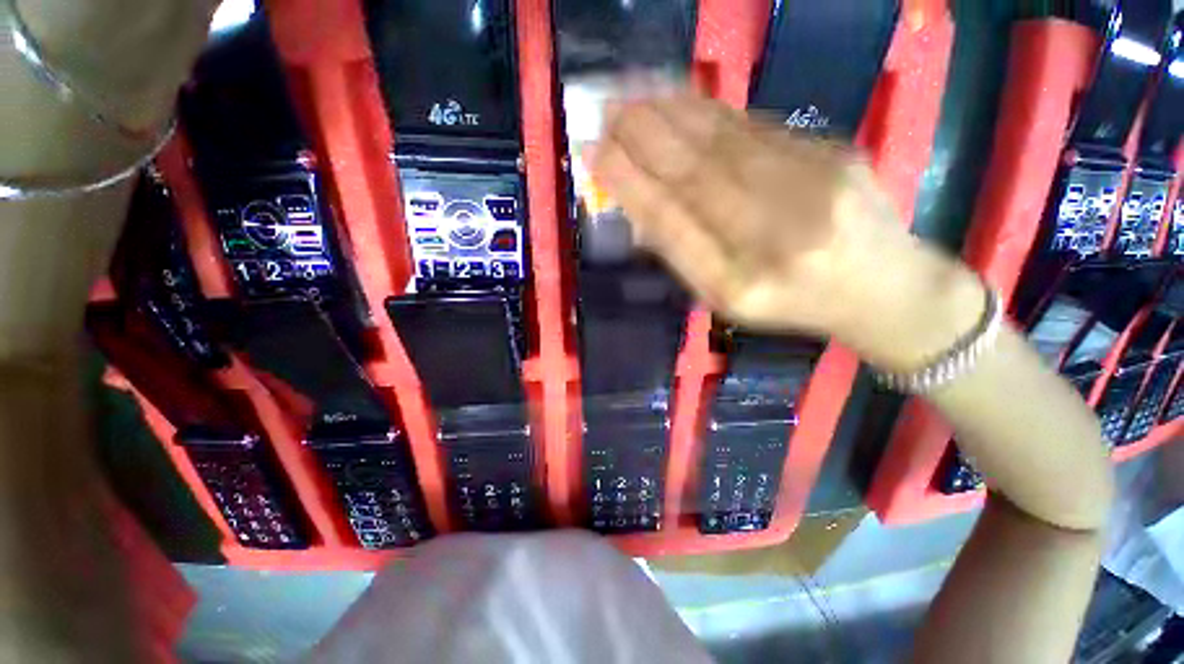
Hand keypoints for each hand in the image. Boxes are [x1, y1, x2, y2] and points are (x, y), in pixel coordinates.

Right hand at [588, 93, 985, 371]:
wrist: (882, 288)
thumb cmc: (792, 303)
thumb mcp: (728, 299)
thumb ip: (686, 257)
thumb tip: (640, 209)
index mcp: (740, 286)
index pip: (673, 226)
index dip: (631, 187)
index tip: (595, 156)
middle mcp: (775, 238)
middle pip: (696, 176)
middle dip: (643, 138)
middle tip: (605, 110)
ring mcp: (812, 190)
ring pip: (724, 141)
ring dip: (671, 113)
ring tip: (632, 93)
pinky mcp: (834, 153)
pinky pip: (756, 128)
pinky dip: (709, 111)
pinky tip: (680, 97)